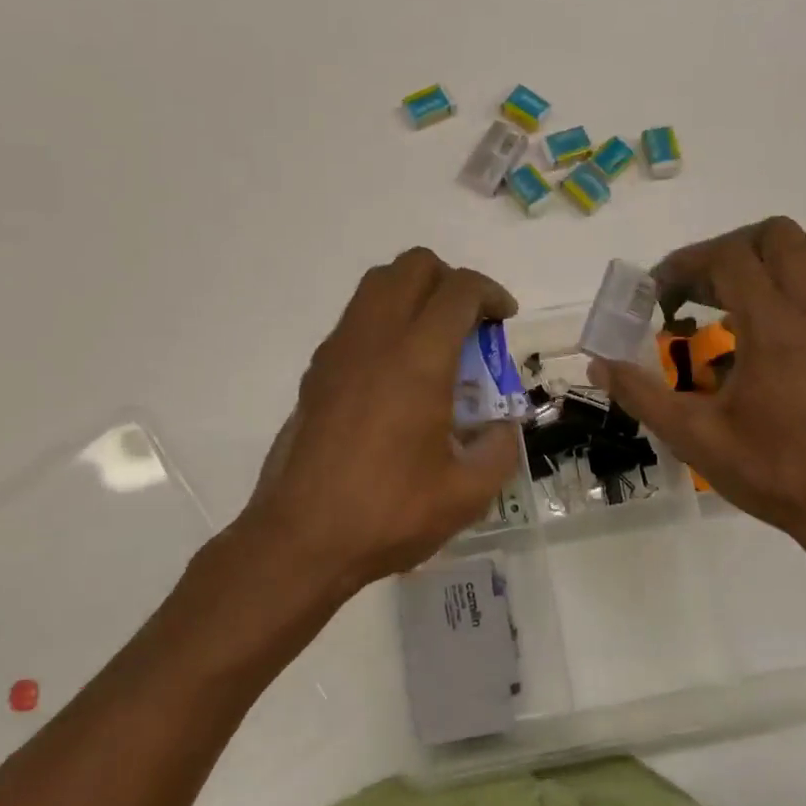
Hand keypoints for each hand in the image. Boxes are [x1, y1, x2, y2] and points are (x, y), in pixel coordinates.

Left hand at [237, 247, 522, 598]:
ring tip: (434, 343)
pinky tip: (397, 375)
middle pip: (412, 266)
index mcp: (418, 360)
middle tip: (469, 323)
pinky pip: (356, 319)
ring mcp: (338, 352)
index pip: (458, 291)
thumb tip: (502, 427)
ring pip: (377, 285)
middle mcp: (375, 340)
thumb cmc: (388, 514)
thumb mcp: (467, 494)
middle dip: (450, 280)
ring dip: (413, 294)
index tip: (504, 319)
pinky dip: (385, 322)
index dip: (490, 293)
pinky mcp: (316, 372)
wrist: (301, 539)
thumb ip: (499, 449)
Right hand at [588, 219, 805, 564]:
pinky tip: (758, 338)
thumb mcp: (693, 437)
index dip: (684, 264)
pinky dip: (785, 288)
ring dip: (763, 261)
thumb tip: (599, 365)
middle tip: (695, 292)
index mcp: (775, 329)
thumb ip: (641, 394)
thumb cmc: (772, 472)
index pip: (729, 257)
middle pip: (777, 235)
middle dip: (726, 251)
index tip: (656, 296)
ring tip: (728, 303)